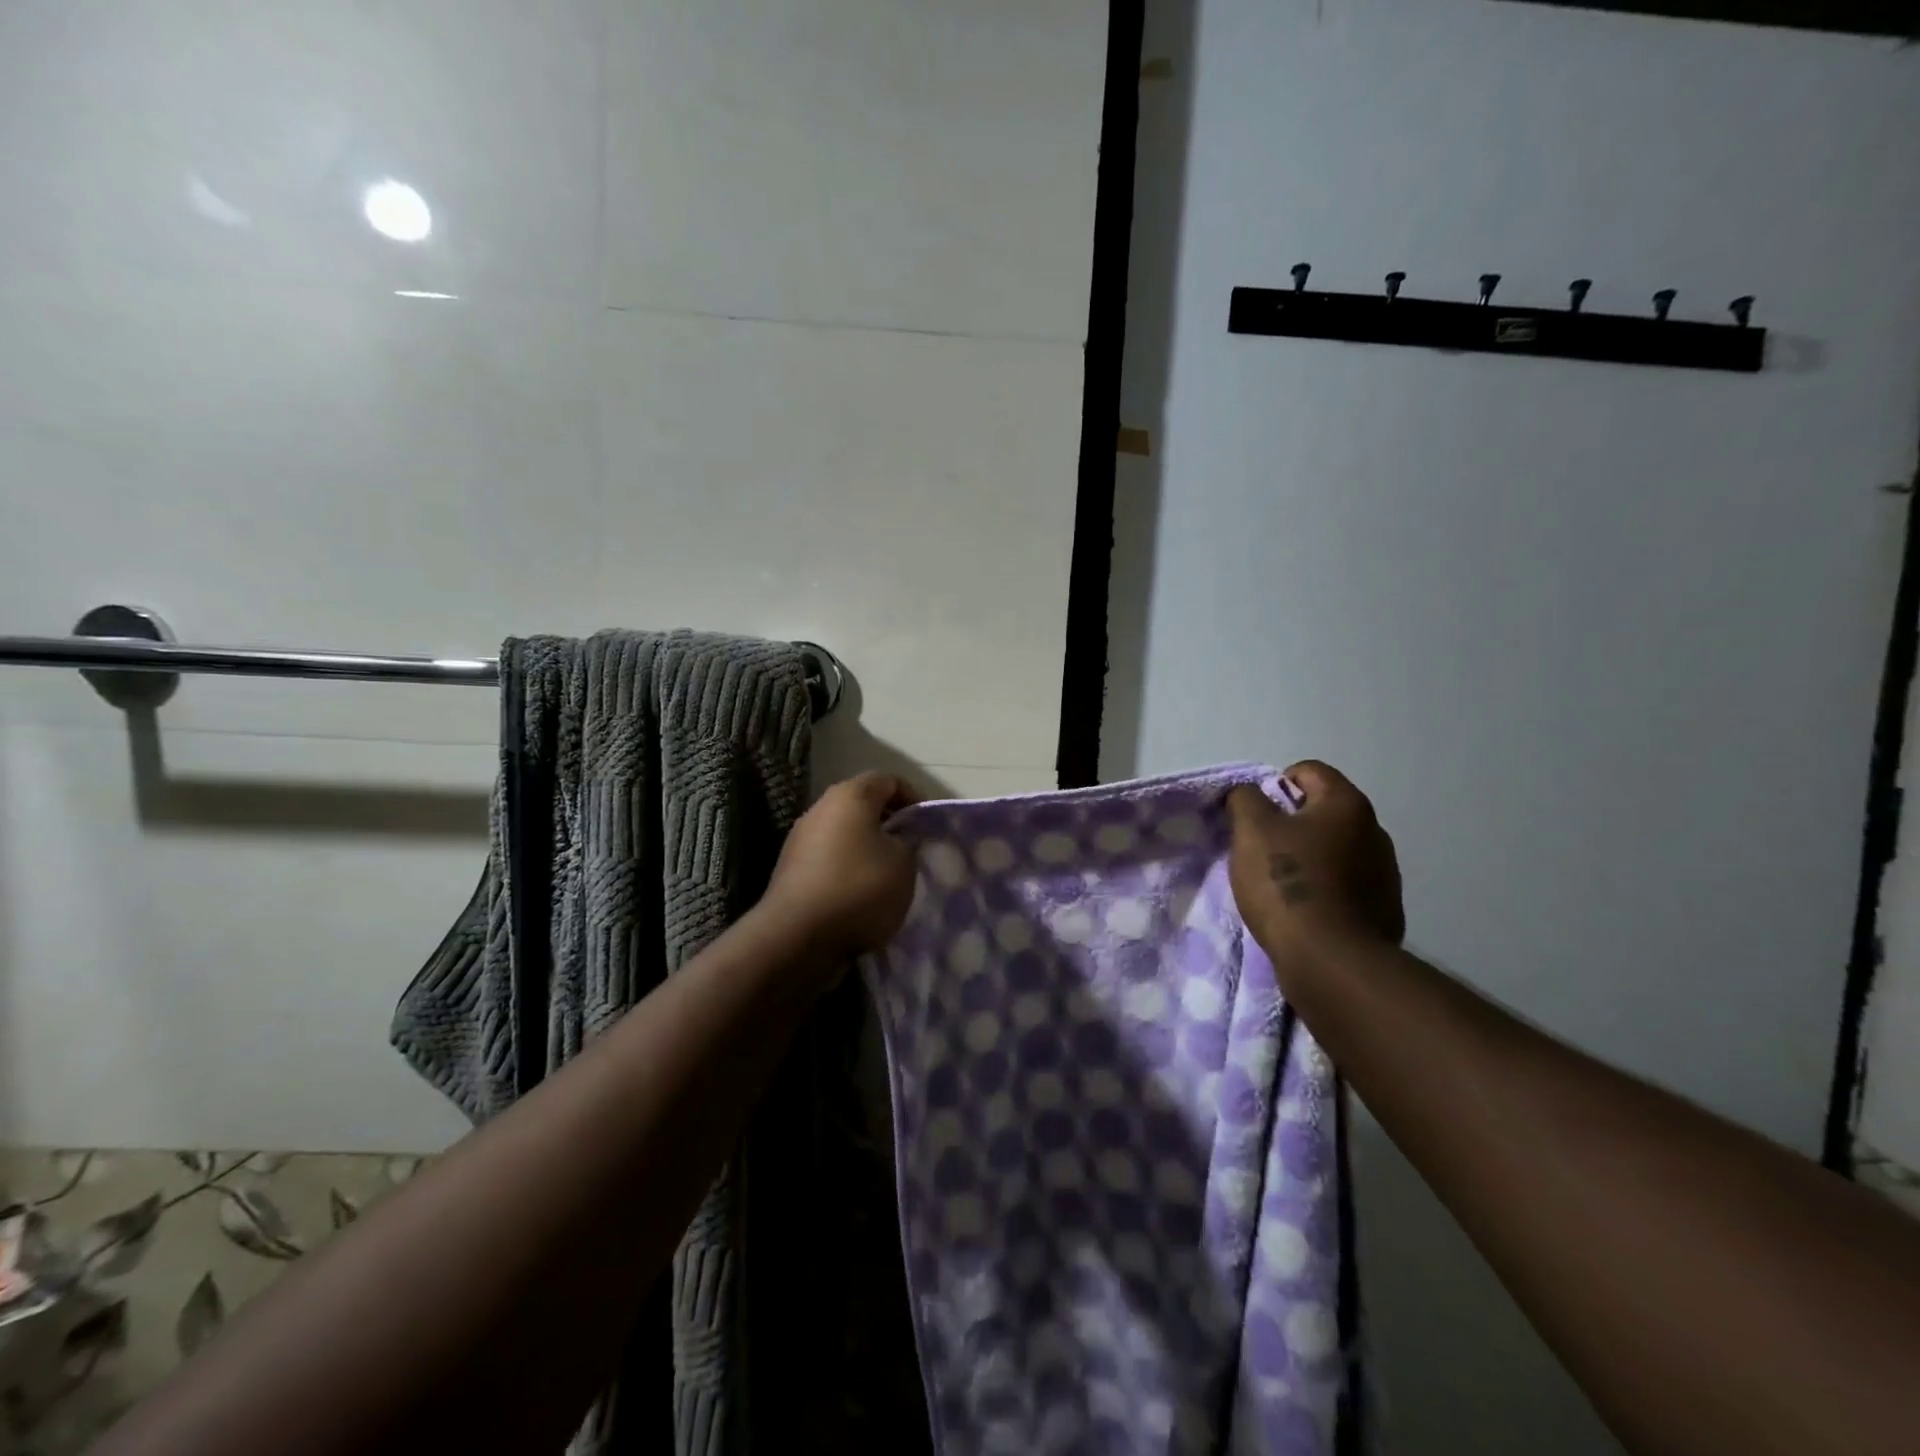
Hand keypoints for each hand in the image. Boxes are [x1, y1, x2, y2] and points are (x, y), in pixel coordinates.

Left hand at [758, 771, 922, 962]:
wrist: (797, 938)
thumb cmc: (859, 889)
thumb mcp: (903, 863)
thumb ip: (909, 841)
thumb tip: (901, 838)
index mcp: (850, 795)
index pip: (889, 780)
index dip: (914, 798)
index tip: (928, 826)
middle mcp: (820, 808)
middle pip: (863, 805)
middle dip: (890, 824)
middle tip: (912, 850)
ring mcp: (800, 839)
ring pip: (845, 833)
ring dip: (868, 848)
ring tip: (889, 876)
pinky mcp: (791, 869)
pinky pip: (829, 858)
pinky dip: (848, 869)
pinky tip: (861, 896)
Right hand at [1227, 761, 1403, 963]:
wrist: (1330, 960)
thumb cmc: (1287, 882)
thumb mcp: (1251, 830)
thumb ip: (1245, 799)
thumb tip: (1249, 793)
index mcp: (1347, 804)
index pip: (1308, 771)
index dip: (1275, 784)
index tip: (1255, 816)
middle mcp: (1375, 832)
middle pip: (1323, 812)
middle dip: (1291, 824)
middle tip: (1261, 850)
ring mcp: (1385, 874)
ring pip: (1336, 850)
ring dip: (1310, 858)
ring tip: (1281, 885)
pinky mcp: (1385, 911)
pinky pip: (1347, 886)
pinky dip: (1325, 890)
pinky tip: (1305, 911)